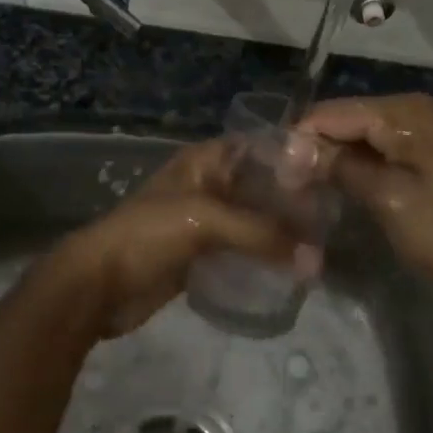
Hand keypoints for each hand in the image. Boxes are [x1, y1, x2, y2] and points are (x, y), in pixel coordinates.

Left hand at [47, 137, 322, 337]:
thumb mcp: (206, 220)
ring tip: (320, 248)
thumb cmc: (148, 235)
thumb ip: (261, 235)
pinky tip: (290, 270)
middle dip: (291, 203)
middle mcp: (207, 185)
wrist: (98, 284)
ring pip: (251, 221)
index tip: (330, 176)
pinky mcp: (199, 256)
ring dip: (279, 234)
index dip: (291, 159)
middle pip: (258, 187)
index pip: (258, 148)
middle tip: (334, 221)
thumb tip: (316, 261)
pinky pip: (240, 252)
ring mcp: (202, 222)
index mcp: (204, 162)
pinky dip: (262, 259)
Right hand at [296, 94, 432, 321]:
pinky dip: (368, 164)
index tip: (274, 175)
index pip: (334, 112)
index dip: (300, 139)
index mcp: (408, 111)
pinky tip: (351, 186)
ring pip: (371, 135)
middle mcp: (422, 107)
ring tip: (312, 189)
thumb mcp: (389, 200)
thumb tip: (292, 147)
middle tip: (291, 187)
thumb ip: (339, 167)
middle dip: (319, 148)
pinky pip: (393, 147)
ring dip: (341, 158)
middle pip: (352, 119)